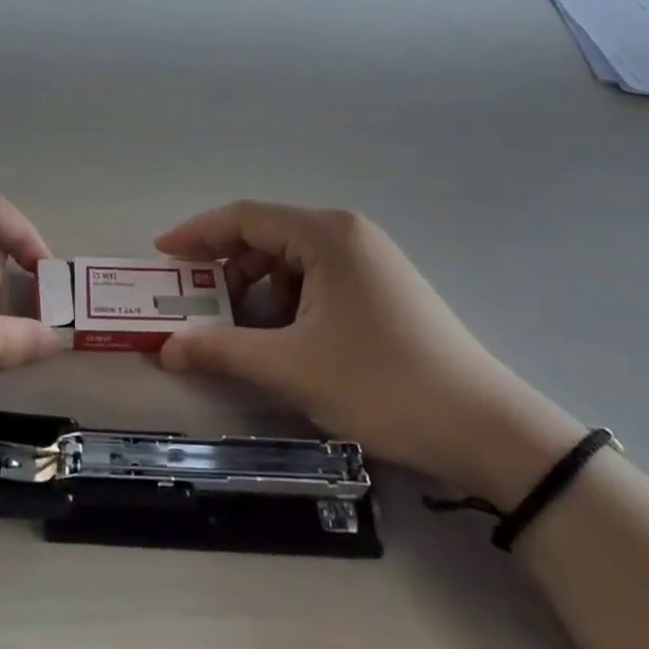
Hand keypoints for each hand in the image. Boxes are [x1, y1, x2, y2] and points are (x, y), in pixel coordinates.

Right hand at [156, 202, 581, 506]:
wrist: (487, 430)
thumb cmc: (383, 384)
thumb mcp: (293, 368)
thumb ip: (221, 351)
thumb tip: (165, 348)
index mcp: (326, 234)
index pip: (244, 217)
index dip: (197, 234)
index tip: (162, 256)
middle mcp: (346, 233)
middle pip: (266, 237)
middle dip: (225, 270)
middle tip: (192, 304)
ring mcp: (368, 259)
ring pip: (290, 263)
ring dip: (256, 292)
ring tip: (235, 333)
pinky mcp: (380, 287)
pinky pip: (315, 281)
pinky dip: (287, 304)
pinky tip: (279, 341)